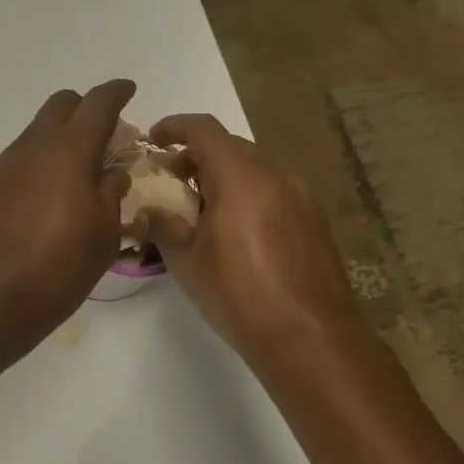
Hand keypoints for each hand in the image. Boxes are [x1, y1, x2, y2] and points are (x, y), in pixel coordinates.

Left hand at [0, 80, 135, 355]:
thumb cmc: (61, 267)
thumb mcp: (104, 232)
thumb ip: (111, 190)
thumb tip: (112, 172)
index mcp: (69, 151)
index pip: (97, 103)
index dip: (116, 92)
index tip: (128, 91)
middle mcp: (32, 146)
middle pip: (61, 104)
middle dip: (85, 109)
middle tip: (103, 137)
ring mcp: (4, 164)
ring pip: (36, 131)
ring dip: (59, 139)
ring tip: (74, 174)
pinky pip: (18, 158)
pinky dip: (37, 163)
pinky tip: (45, 196)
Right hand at [135, 114, 363, 362]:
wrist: (308, 336)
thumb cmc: (237, 293)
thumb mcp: (185, 261)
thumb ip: (163, 226)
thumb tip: (149, 211)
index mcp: (240, 177)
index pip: (204, 129)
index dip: (174, 127)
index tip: (153, 140)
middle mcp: (275, 176)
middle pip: (232, 147)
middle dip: (198, 155)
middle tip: (172, 180)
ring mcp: (300, 198)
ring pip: (255, 170)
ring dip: (224, 177)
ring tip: (201, 210)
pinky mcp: (314, 222)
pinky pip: (274, 192)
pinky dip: (248, 196)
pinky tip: (235, 232)